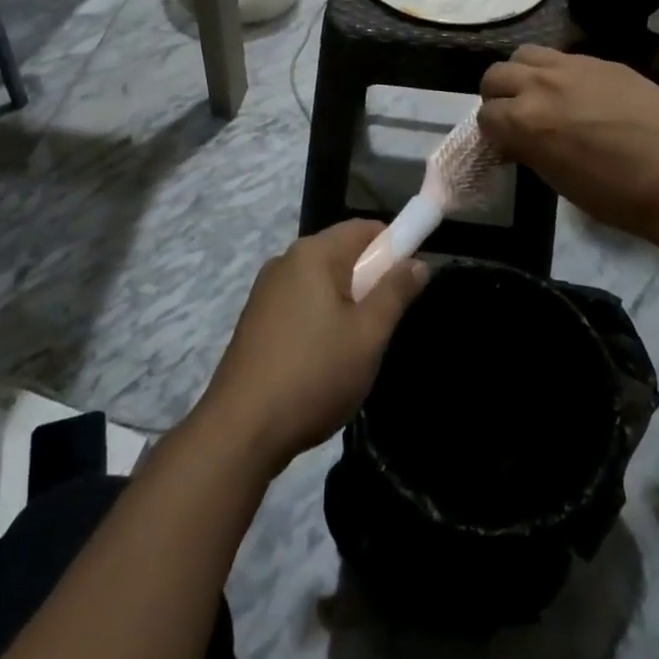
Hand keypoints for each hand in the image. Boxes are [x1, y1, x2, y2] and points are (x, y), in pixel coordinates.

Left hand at [195, 223, 426, 474]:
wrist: (240, 429)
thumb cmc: (313, 374)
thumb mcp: (367, 336)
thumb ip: (395, 293)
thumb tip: (418, 261)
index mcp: (313, 253)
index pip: (364, 228)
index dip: (394, 246)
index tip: (409, 281)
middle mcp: (286, 260)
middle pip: (341, 253)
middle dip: (369, 279)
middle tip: (384, 323)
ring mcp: (266, 289)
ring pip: (321, 281)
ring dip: (345, 303)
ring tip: (355, 349)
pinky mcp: (256, 318)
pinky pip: (300, 302)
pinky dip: (320, 318)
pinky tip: (322, 360)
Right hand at [478, 47, 658, 242]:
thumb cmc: (617, 196)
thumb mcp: (558, 180)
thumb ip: (530, 149)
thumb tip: (518, 139)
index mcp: (524, 122)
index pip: (485, 116)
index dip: (492, 132)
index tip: (505, 143)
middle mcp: (540, 85)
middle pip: (495, 75)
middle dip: (498, 96)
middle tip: (515, 115)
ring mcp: (572, 66)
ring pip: (525, 54)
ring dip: (523, 74)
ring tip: (541, 94)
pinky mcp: (601, 60)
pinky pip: (564, 57)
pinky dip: (558, 72)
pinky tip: (578, 92)